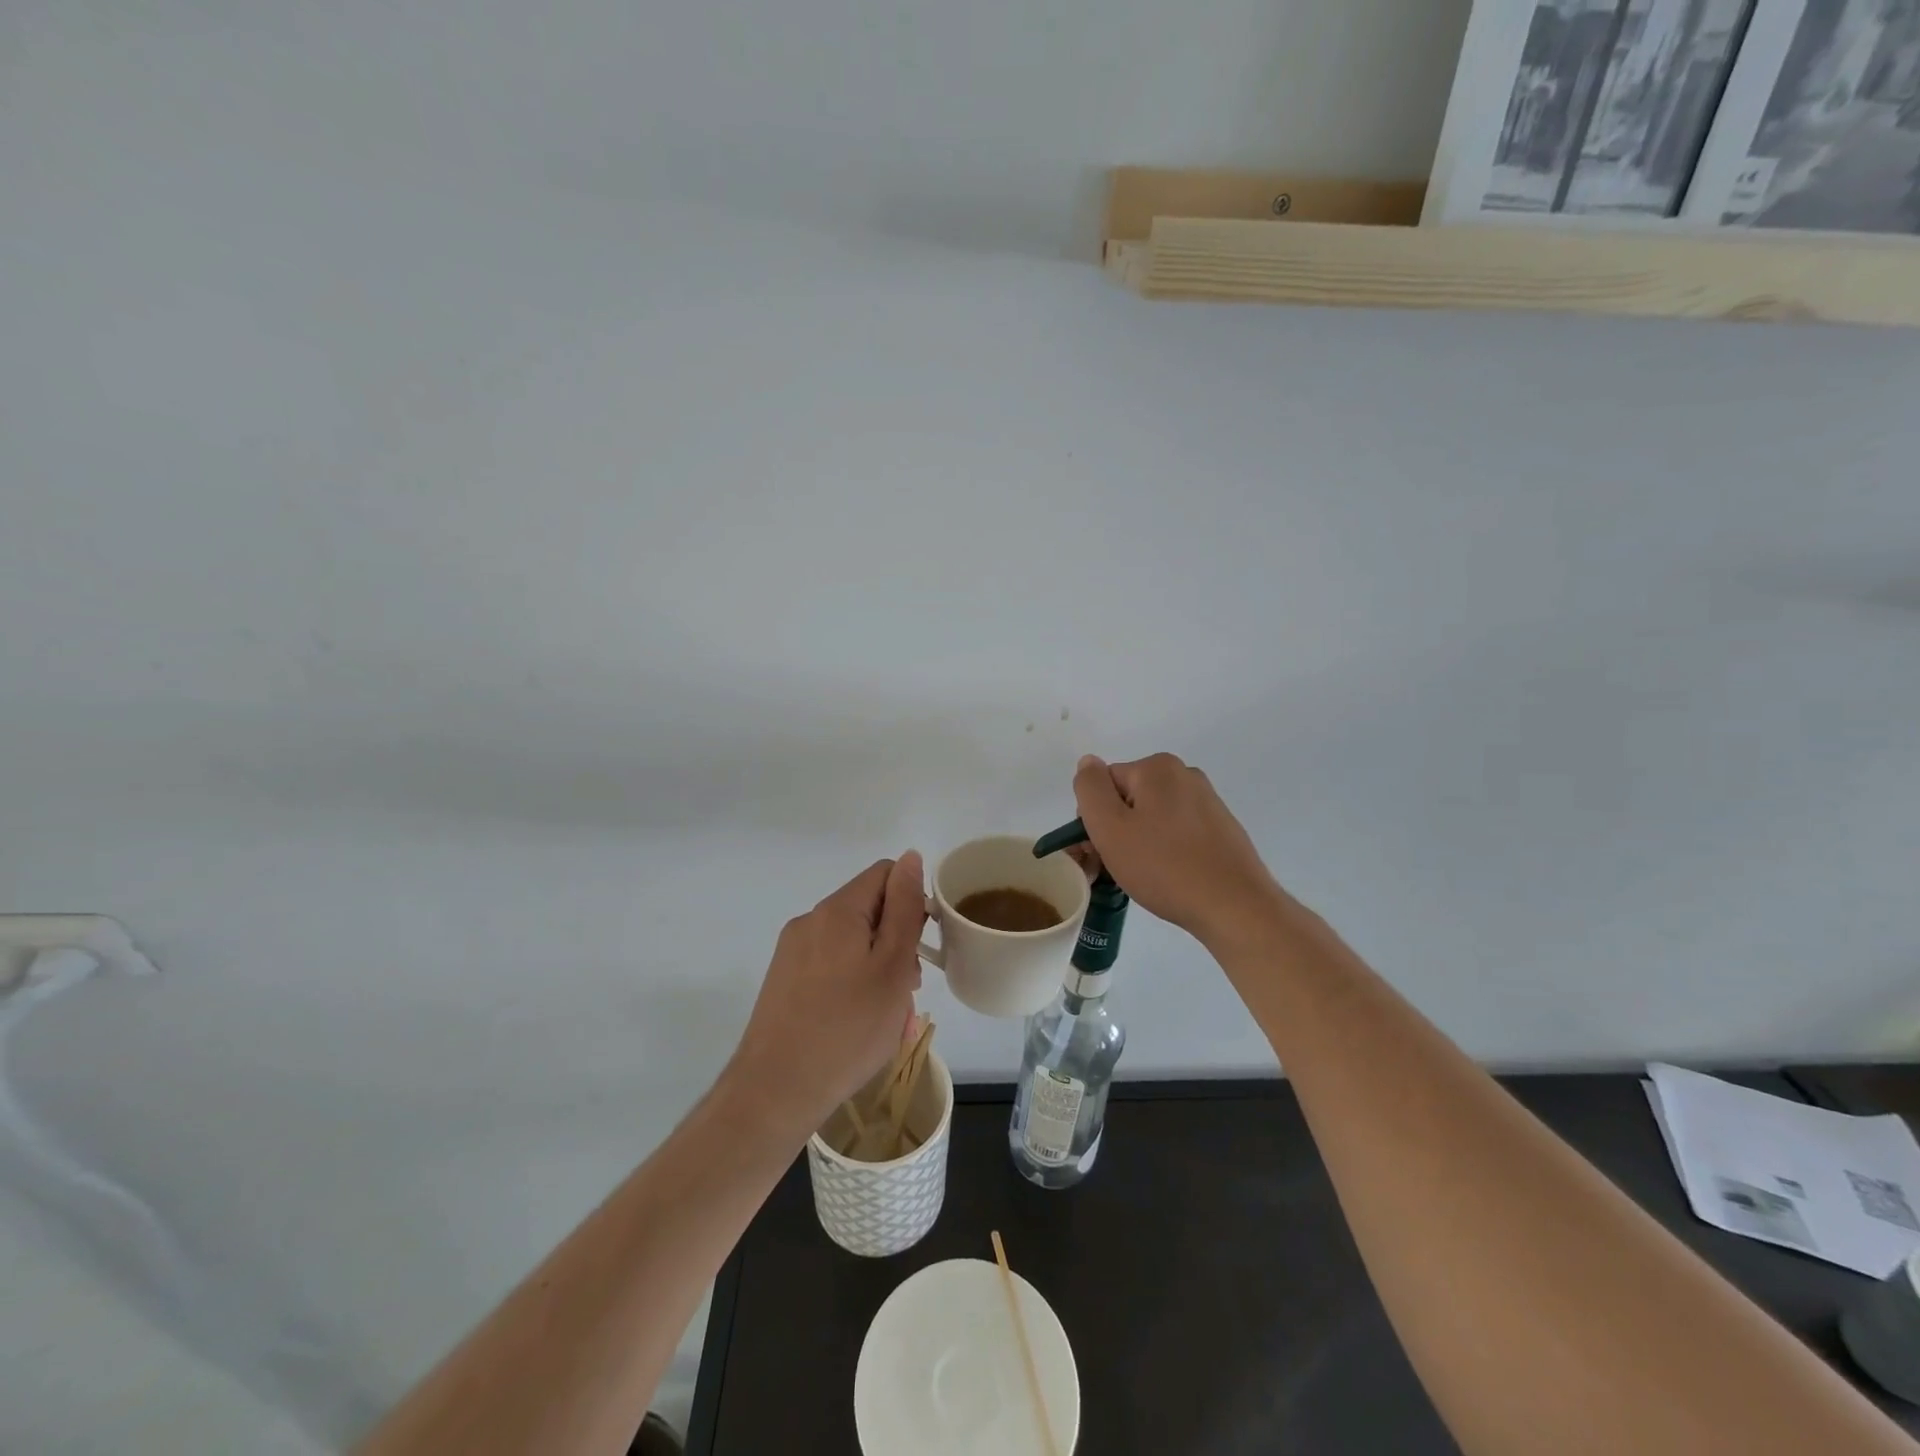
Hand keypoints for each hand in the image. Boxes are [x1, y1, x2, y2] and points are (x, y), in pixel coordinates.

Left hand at [725, 855, 925, 1142]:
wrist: (775, 1091)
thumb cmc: (848, 1028)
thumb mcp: (893, 965)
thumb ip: (905, 907)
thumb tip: (911, 857)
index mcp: (837, 910)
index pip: (886, 874)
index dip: (912, 901)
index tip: (921, 946)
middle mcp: (810, 921)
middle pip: (869, 911)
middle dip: (897, 943)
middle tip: (908, 991)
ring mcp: (792, 952)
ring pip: (852, 944)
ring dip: (878, 969)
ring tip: (889, 1018)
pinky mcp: (784, 981)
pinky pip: (831, 967)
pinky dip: (853, 986)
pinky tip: (860, 1026)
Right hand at [1073, 753, 1283, 946]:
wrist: (1235, 907)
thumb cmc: (1164, 866)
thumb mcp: (1110, 827)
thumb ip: (1090, 789)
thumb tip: (1087, 762)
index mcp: (1157, 767)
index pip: (1103, 785)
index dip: (1094, 819)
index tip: (1097, 852)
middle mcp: (1184, 775)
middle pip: (1128, 798)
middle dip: (1116, 830)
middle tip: (1115, 867)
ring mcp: (1207, 802)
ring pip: (1152, 817)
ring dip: (1139, 842)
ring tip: (1143, 877)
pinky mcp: (1221, 828)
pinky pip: (1177, 832)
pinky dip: (1166, 850)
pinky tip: (1169, 877)